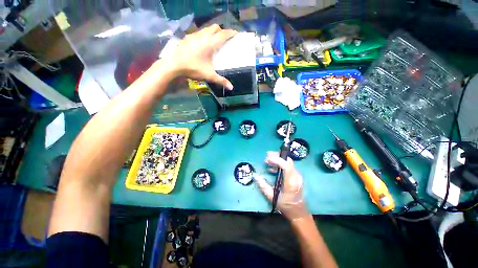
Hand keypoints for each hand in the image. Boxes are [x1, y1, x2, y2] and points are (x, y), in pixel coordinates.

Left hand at [171, 24, 236, 89]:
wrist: (174, 65)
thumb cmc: (193, 69)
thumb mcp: (209, 75)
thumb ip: (221, 81)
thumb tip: (231, 88)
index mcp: (210, 43)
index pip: (223, 34)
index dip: (231, 33)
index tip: (236, 34)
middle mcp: (203, 36)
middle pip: (215, 27)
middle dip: (222, 31)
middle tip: (225, 39)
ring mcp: (194, 35)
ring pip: (206, 28)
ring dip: (212, 32)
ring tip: (215, 40)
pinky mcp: (187, 37)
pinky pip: (199, 32)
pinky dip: (204, 35)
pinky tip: (203, 43)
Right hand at [255, 151, 309, 220]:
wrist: (298, 212)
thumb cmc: (285, 205)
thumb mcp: (271, 196)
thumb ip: (263, 185)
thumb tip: (255, 176)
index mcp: (290, 183)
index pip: (286, 166)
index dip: (277, 160)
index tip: (267, 158)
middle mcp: (296, 177)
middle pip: (288, 161)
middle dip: (277, 156)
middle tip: (267, 156)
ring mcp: (298, 176)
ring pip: (288, 162)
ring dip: (278, 159)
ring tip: (268, 161)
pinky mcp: (297, 176)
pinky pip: (288, 166)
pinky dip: (280, 163)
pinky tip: (273, 168)